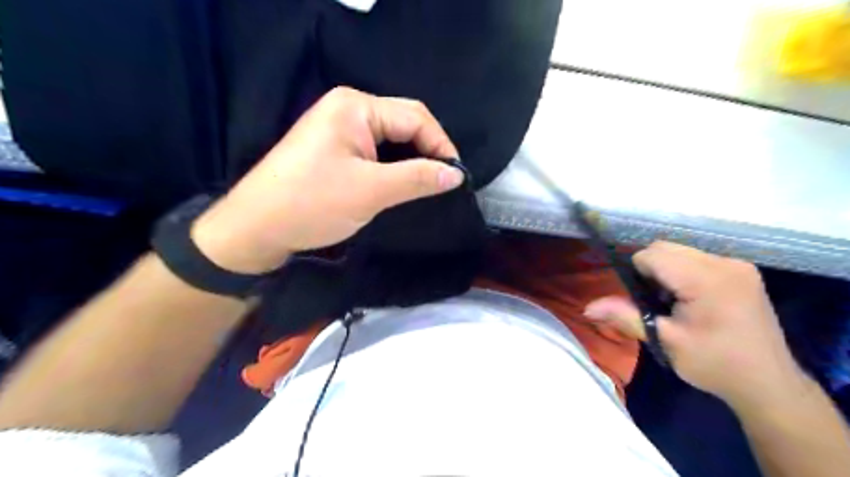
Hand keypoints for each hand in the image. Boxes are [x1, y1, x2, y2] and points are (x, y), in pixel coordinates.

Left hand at [192, 85, 462, 271]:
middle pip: (404, 124)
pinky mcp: (334, 149)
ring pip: (391, 140)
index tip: (457, 177)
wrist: (256, 228)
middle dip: (427, 151)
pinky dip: (394, 167)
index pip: (415, 117)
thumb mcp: (371, 191)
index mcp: (356, 107)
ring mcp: (339, 128)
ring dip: (412, 161)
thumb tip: (457, 174)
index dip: (441, 145)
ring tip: (428, 185)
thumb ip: (418, 178)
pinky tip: (403, 184)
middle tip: (445, 182)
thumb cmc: (313, 203)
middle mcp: (348, 109)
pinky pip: (375, 151)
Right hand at [586, 241, 804, 410]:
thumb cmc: (715, 365)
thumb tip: (587, 308)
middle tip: (655, 303)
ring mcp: (737, 264)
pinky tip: (691, 298)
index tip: (643, 302)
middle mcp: (724, 262)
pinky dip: (682, 271)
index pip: (651, 255)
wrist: (769, 385)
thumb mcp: (665, 341)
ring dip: (665, 270)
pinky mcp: (742, 270)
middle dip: (650, 269)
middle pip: (665, 247)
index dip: (636, 274)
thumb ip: (625, 316)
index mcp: (706, 279)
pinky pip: (696, 258)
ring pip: (679, 250)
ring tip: (673, 302)